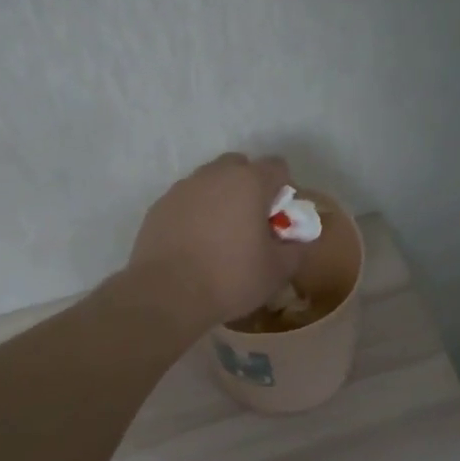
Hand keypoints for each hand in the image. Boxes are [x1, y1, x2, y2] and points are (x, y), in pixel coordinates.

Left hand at [130, 153, 304, 326]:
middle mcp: (215, 175)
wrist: (166, 294)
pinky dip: (195, 213)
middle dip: (249, 187)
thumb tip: (300, 240)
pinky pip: (186, 200)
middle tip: (251, 222)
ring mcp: (183, 188)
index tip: (279, 218)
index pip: (277, 167)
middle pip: (240, 166)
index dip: (283, 190)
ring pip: (210, 181)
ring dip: (220, 198)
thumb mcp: (278, 270)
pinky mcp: (159, 205)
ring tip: (220, 236)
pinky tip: (194, 244)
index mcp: (250, 182)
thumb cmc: (231, 277)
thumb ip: (296, 248)